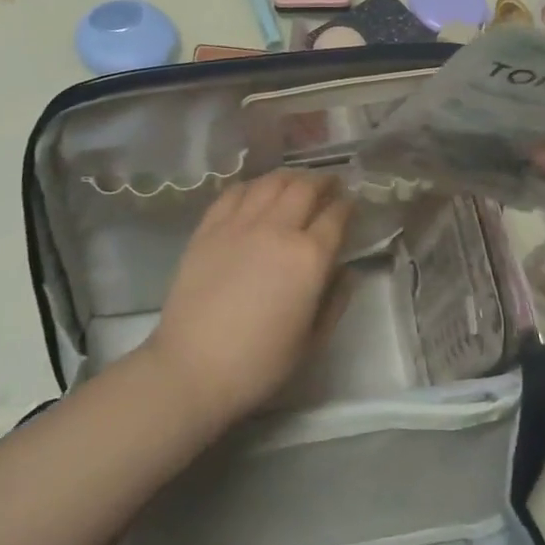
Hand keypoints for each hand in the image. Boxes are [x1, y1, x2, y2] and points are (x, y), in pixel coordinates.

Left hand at [141, 169, 352, 435]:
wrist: (192, 368)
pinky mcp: (209, 227)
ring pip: (271, 182)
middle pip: (305, 187)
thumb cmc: (259, 363)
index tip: (352, 204)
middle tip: (330, 184)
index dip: (348, 205)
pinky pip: (235, 192)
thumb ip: (336, 300)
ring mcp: (239, 223)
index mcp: (309, 257)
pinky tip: (257, 191)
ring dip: (291, 177)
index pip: (337, 215)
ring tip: (297, 181)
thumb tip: (347, 270)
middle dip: (323, 181)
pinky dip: (253, 185)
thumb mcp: (312, 341)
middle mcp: (277, 229)